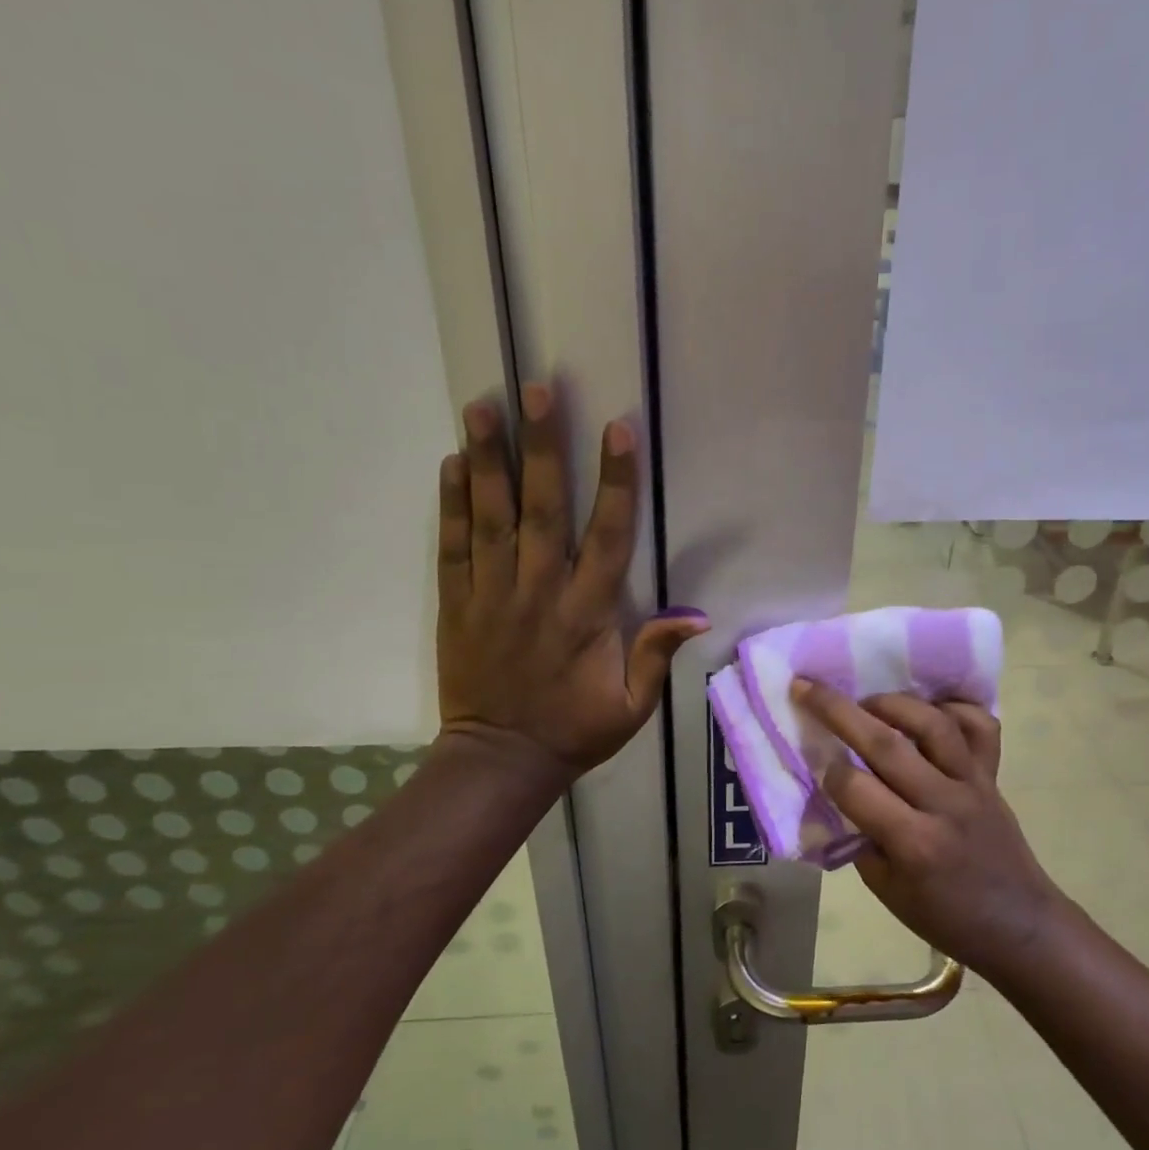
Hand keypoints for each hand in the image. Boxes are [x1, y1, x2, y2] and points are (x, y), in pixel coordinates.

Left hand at [438, 383, 707, 780]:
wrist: (501, 760)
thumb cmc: (575, 730)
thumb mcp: (632, 706)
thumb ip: (656, 654)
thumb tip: (696, 614)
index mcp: (588, 614)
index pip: (607, 537)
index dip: (615, 482)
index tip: (617, 429)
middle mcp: (539, 593)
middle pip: (543, 509)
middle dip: (543, 447)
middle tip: (535, 389)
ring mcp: (492, 595)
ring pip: (492, 518)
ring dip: (488, 461)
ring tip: (482, 406)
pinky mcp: (457, 605)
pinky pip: (453, 548)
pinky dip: (452, 505)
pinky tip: (452, 464)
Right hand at [793, 678, 1062, 974]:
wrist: (1019, 925)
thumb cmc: (945, 917)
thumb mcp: (887, 891)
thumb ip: (860, 838)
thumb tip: (838, 793)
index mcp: (913, 842)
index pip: (855, 787)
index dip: (828, 772)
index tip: (817, 765)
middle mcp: (942, 803)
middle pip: (885, 744)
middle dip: (838, 710)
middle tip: (807, 687)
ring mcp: (973, 783)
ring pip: (932, 724)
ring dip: (893, 703)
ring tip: (867, 701)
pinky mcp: (993, 775)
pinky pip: (980, 728)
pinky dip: (956, 708)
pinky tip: (930, 708)